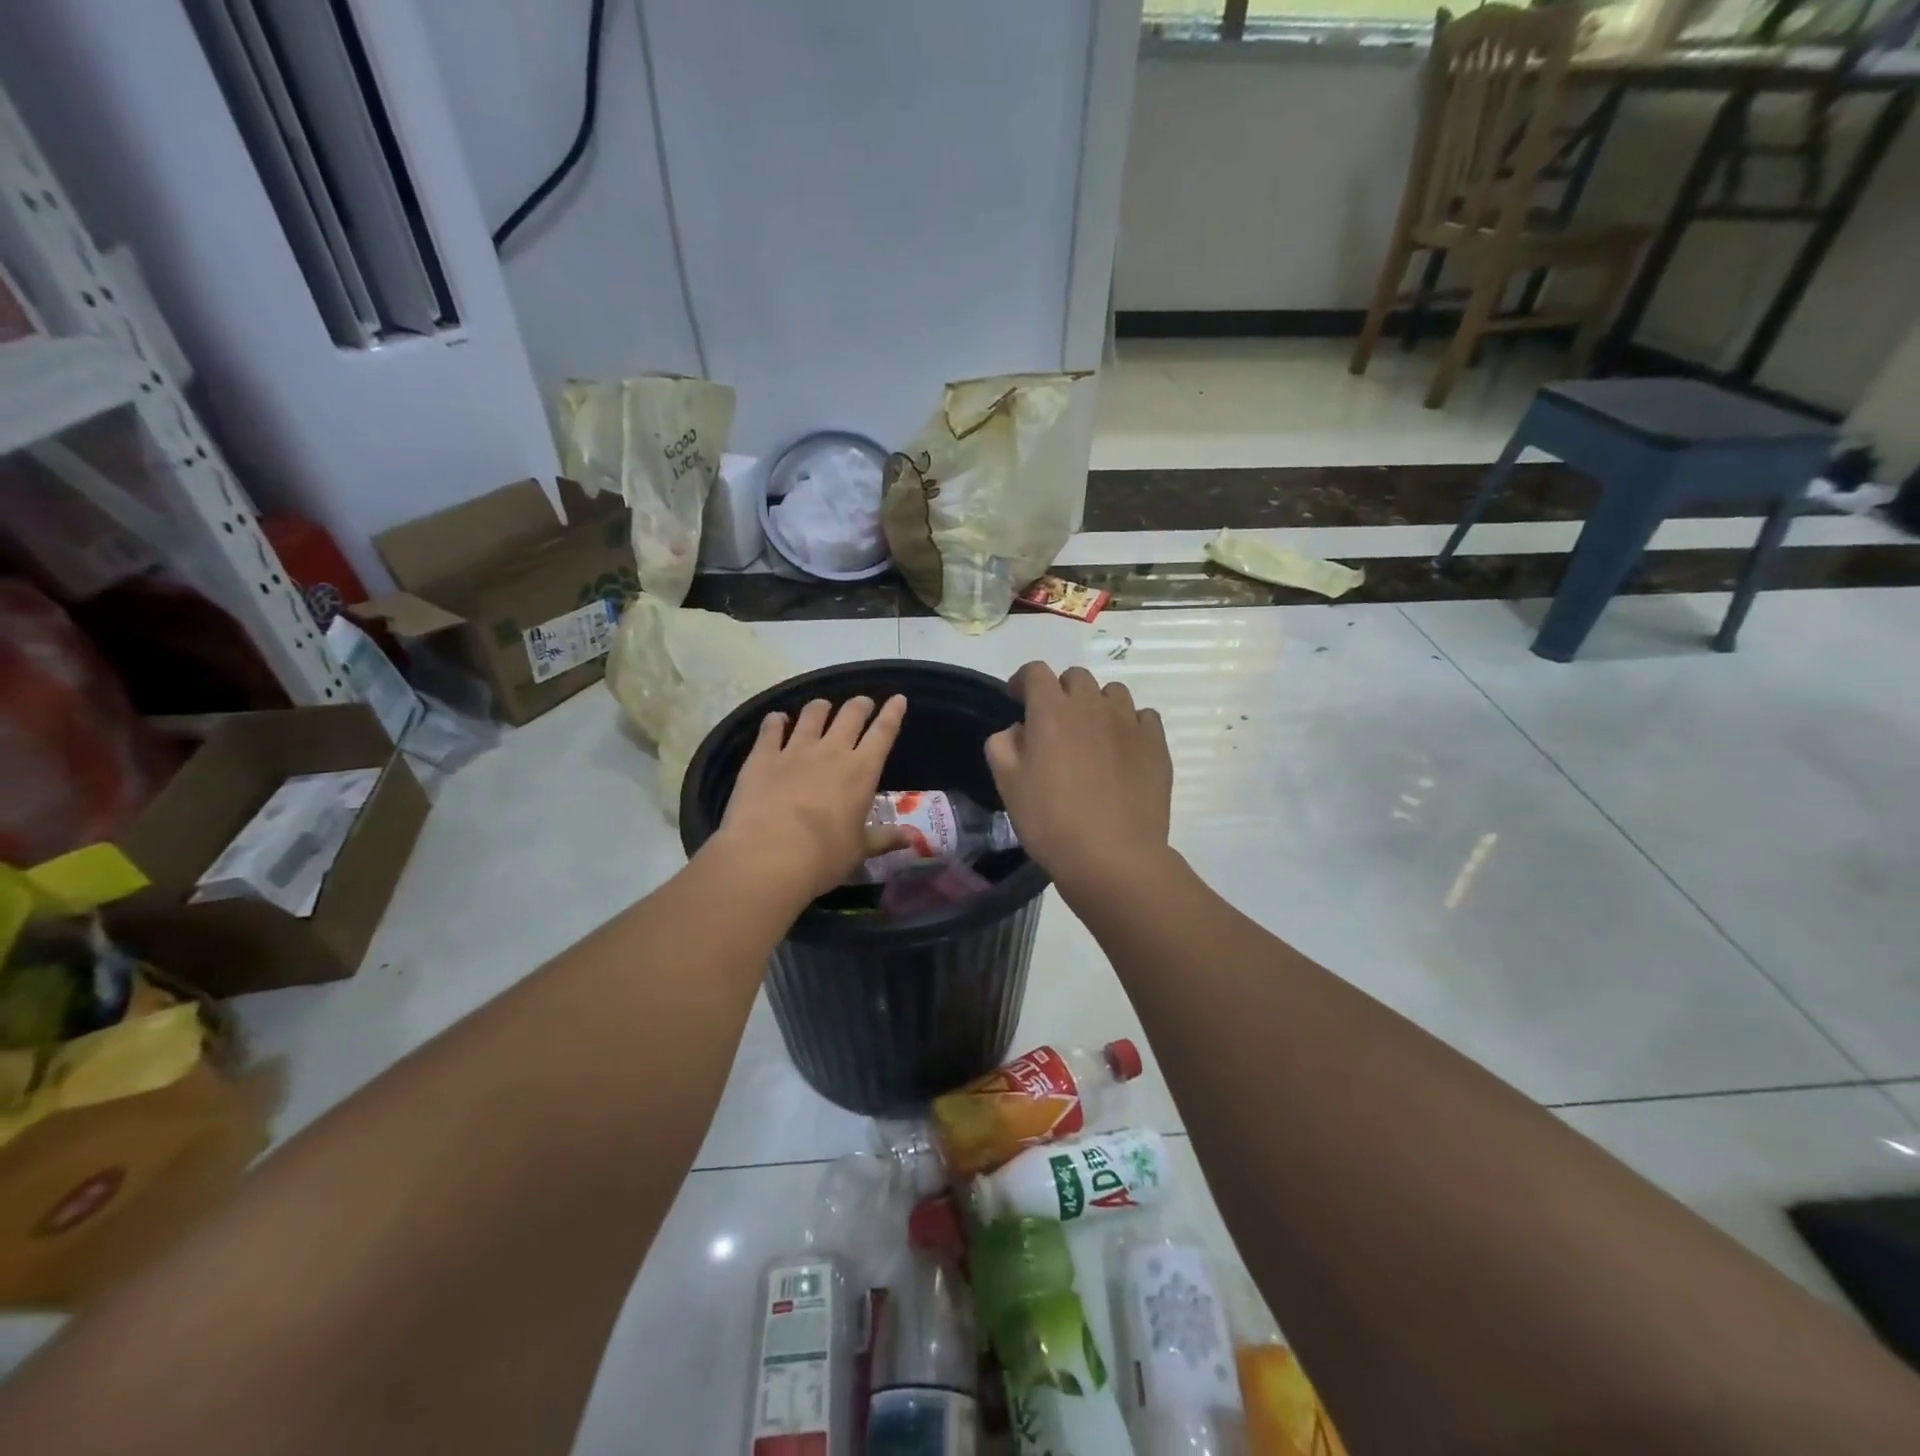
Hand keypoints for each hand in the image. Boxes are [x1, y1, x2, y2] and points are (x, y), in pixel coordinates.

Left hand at [713, 695, 908, 900]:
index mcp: (862, 771)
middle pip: (850, 715)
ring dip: (820, 707)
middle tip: (862, 703)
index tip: (898, 698)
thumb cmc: (824, 856)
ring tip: (822, 707)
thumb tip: (913, 838)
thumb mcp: (860, 850)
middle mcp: (831, 751)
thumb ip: (885, 838)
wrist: (768, 855)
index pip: (884, 732)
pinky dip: (775, 721)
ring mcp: (795, 750)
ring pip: (812, 715)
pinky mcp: (763, 756)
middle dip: (860, 705)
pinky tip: (777, 719)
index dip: (893, 713)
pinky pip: (771, 729)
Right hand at [986, 663, 1171, 895]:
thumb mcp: (1008, 784)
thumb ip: (1003, 745)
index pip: (1036, 672)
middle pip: (1076, 678)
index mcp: (1051, 711)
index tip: (1017, 699)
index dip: (1023, 681)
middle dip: (1061, 692)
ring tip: (1092, 735)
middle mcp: (1092, 706)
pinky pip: (1143, 717)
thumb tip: (1018, 730)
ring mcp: (1129, 722)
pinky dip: (1130, 725)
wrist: (1112, 856)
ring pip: (1112, 693)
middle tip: (1055, 723)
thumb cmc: (1051, 821)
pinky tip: (1123, 750)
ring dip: (1097, 705)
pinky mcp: (1156, 744)